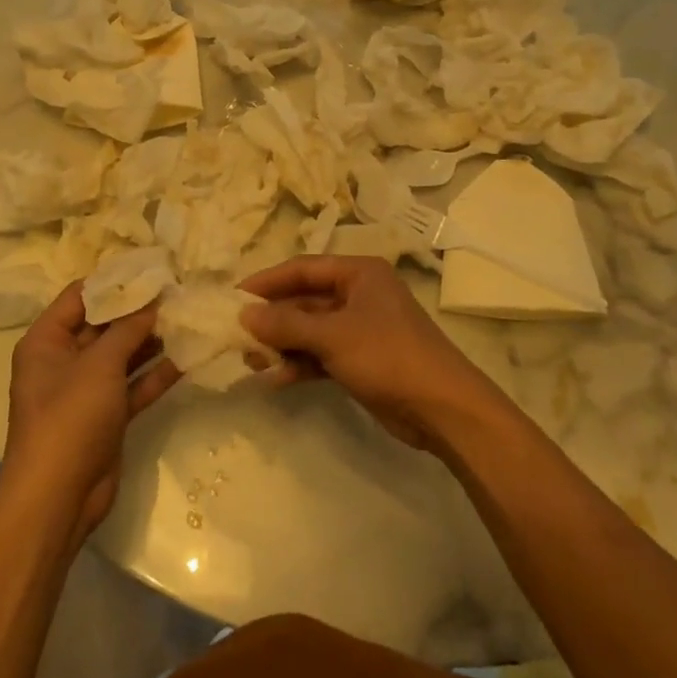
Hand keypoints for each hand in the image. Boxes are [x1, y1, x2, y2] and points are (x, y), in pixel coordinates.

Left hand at [2, 283, 179, 550]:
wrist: (58, 499)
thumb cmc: (70, 418)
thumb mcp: (99, 365)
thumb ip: (128, 329)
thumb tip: (153, 300)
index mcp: (47, 340)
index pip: (81, 296)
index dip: (114, 280)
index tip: (151, 267)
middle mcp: (64, 359)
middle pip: (105, 324)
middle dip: (139, 310)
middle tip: (178, 290)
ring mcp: (87, 389)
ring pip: (123, 354)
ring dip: (152, 340)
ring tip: (188, 316)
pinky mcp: (107, 415)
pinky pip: (134, 385)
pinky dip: (156, 373)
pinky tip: (188, 357)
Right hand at [238, 256, 508, 452]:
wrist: (443, 409)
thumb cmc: (388, 356)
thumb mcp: (333, 335)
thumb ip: (286, 323)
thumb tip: (244, 314)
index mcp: (358, 273)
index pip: (302, 268)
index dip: (267, 281)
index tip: (233, 297)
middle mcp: (358, 294)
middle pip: (304, 299)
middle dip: (273, 318)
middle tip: (237, 334)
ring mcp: (360, 328)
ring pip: (310, 329)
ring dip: (283, 344)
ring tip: (251, 361)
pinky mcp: (360, 359)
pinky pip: (321, 354)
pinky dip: (300, 364)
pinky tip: (275, 379)